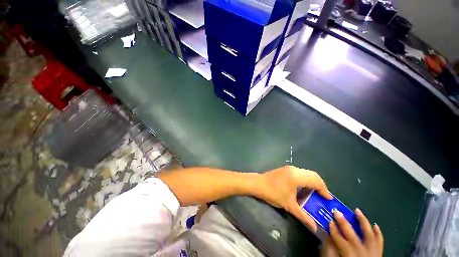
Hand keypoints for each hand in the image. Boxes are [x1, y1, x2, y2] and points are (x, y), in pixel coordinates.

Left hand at [258, 166, 331, 230]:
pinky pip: (300, 172)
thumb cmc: (273, 193)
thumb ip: (303, 216)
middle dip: (320, 185)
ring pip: (306, 173)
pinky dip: (305, 179)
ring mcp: (289, 168)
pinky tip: (304, 188)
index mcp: (297, 176)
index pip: (316, 180)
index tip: (328, 199)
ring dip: (312, 181)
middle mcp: (294, 169)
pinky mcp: (285, 169)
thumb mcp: (289, 205)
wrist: (258, 184)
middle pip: (312, 174)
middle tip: (323, 196)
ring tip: (315, 193)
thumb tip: (315, 227)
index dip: (324, 189)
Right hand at [328, 209, 383, 256]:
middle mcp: (362, 253)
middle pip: (352, 235)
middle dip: (343, 222)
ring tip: (357, 211)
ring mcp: (373, 253)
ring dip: (363, 222)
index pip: (339, 239)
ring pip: (369, 235)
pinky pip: (380, 243)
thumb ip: (330, 251)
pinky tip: (375, 225)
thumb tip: (327, 237)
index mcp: (349, 255)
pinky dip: (378, 233)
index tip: (328, 221)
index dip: (333, 229)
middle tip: (337, 211)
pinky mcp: (379, 255)